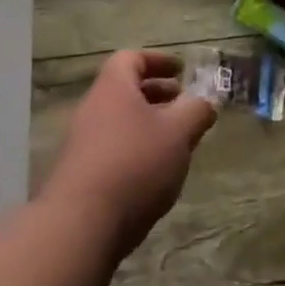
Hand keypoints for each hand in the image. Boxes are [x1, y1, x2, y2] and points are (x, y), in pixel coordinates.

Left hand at [42, 51, 216, 259]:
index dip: (158, 60)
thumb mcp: (178, 132)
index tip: (181, 70)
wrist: (80, 226)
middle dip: (158, 95)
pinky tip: (155, 176)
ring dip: (149, 127)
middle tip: (185, 107)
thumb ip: (196, 111)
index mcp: (113, 88)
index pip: (131, 58)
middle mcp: (92, 109)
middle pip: (126, 91)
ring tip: (176, 145)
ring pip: (121, 123)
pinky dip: (136, 152)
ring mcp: (82, 144)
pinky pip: (113, 151)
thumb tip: (205, 102)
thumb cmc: (134, 164)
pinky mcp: (80, 176)